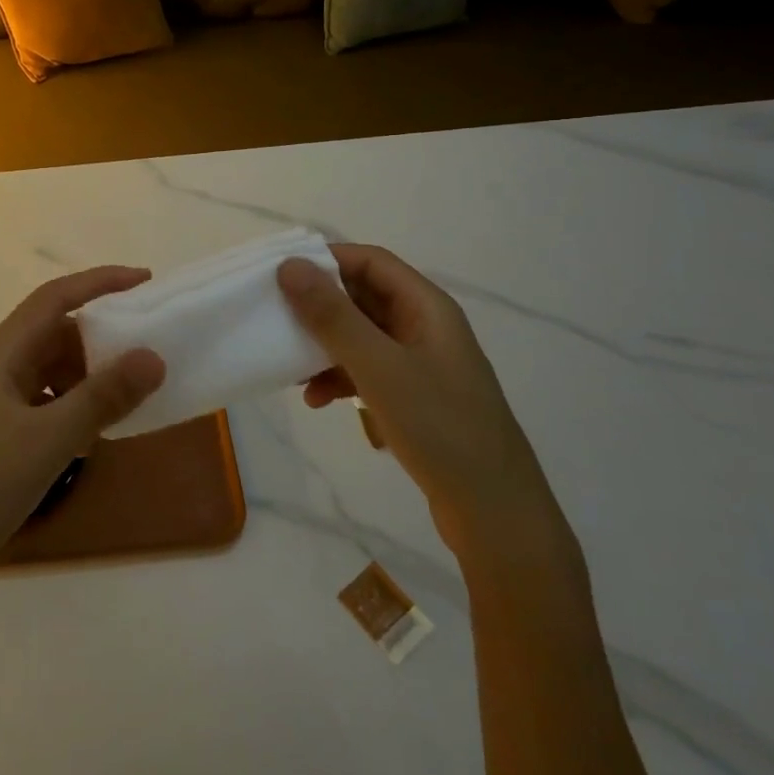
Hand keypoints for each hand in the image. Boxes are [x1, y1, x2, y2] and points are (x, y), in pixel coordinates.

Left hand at [0, 267, 165, 612]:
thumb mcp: (50, 438)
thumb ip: (103, 397)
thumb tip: (153, 357)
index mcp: (2, 351)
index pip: (56, 297)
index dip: (100, 282)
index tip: (144, 281)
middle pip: (55, 331)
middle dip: (101, 334)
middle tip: (147, 344)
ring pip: (52, 368)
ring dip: (90, 373)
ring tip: (130, 390)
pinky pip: (47, 400)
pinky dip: (75, 404)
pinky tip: (97, 429)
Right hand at [278, 246, 569, 566]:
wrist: (495, 515)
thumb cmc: (439, 427)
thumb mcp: (378, 366)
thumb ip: (332, 315)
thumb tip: (289, 265)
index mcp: (427, 307)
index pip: (371, 261)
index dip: (327, 260)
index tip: (282, 274)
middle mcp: (426, 326)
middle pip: (364, 297)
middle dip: (319, 306)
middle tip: (277, 318)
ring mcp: (422, 364)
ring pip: (362, 336)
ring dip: (325, 346)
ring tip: (290, 367)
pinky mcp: (416, 398)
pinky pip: (369, 371)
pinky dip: (340, 378)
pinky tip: (316, 400)